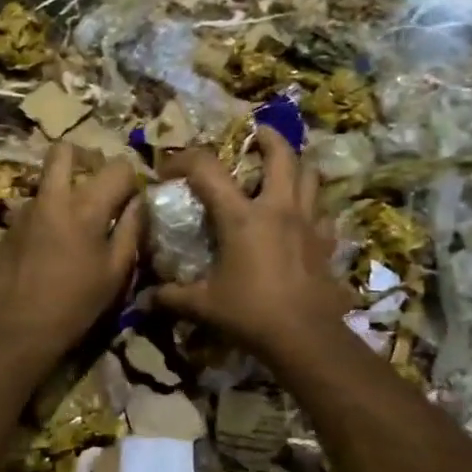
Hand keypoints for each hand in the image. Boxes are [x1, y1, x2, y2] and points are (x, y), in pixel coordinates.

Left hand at [0, 143, 144, 366]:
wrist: (17, 328)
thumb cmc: (76, 303)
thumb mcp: (116, 272)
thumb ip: (131, 230)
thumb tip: (139, 202)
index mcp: (85, 206)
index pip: (116, 166)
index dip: (129, 179)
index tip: (131, 199)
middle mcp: (52, 197)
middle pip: (65, 150)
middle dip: (85, 157)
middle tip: (98, 183)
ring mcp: (25, 209)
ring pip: (48, 179)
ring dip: (64, 188)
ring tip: (75, 223)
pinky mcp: (8, 226)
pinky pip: (34, 206)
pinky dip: (48, 214)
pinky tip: (51, 246)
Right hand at [148, 126, 353, 360]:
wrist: (304, 337)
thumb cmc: (250, 313)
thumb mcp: (203, 305)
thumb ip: (172, 296)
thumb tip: (144, 298)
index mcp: (241, 216)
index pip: (207, 169)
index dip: (184, 160)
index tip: (168, 170)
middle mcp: (277, 209)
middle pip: (282, 155)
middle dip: (268, 138)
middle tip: (256, 135)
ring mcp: (308, 224)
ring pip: (311, 177)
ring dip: (297, 167)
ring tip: (283, 169)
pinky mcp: (326, 243)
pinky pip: (324, 214)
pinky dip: (313, 209)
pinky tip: (304, 219)